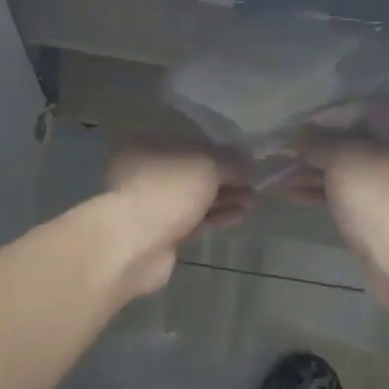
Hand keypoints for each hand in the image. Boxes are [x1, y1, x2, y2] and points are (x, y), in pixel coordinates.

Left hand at [102, 146, 251, 297]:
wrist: (134, 245)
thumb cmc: (166, 191)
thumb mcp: (205, 165)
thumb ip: (228, 161)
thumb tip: (247, 162)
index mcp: (148, 147)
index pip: (189, 144)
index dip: (219, 150)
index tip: (246, 159)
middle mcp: (146, 174)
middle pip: (192, 173)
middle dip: (224, 177)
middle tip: (254, 182)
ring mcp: (153, 206)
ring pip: (194, 199)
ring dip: (224, 198)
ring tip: (253, 199)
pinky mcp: (162, 234)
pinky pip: (194, 221)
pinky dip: (216, 217)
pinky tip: (240, 215)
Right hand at [288, 104, 388, 315]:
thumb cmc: (378, 200)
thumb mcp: (343, 161)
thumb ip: (318, 142)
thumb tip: (298, 134)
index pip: (362, 106)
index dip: (327, 112)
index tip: (296, 122)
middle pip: (352, 138)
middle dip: (314, 144)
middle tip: (279, 149)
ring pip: (346, 167)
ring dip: (311, 169)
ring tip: (275, 173)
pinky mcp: (380, 211)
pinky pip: (347, 192)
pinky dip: (320, 190)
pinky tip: (289, 193)